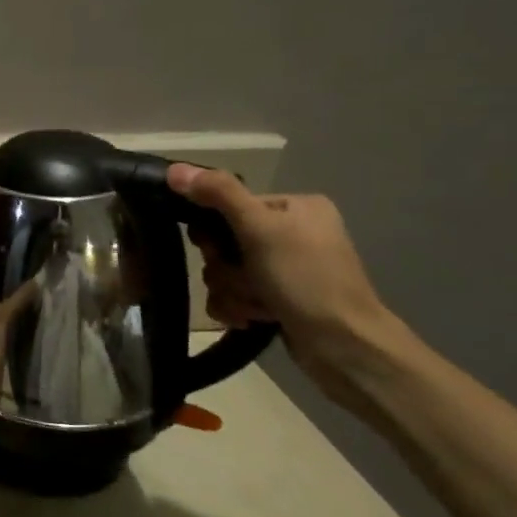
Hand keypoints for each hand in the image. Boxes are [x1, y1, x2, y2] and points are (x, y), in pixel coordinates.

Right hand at [167, 164, 396, 363]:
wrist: (344, 347)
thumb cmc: (306, 279)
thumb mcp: (261, 229)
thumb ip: (218, 194)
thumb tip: (173, 170)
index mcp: (294, 206)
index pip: (228, 206)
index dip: (215, 230)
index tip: (222, 250)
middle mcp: (292, 232)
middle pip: (223, 242)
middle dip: (226, 268)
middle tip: (247, 281)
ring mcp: (286, 267)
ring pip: (225, 271)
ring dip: (232, 291)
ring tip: (256, 306)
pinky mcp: (279, 297)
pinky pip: (234, 294)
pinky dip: (237, 307)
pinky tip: (254, 318)